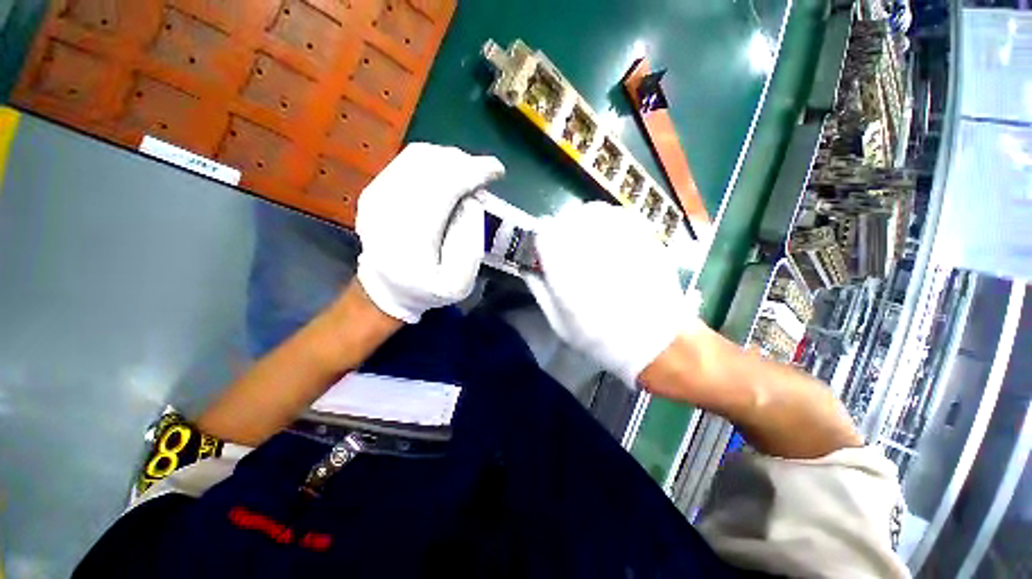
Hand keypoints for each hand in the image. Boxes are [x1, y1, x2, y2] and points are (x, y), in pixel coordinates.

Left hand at [356, 143, 504, 322]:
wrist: (387, 289)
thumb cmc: (427, 290)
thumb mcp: (458, 284)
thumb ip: (470, 245)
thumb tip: (472, 201)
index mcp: (410, 239)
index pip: (444, 187)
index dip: (474, 172)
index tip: (497, 172)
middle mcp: (386, 210)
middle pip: (431, 166)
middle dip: (465, 163)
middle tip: (484, 175)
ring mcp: (375, 196)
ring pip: (418, 157)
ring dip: (450, 159)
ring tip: (469, 174)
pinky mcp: (373, 190)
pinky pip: (407, 161)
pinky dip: (434, 161)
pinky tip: (448, 175)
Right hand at [525, 202, 701, 386]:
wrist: (658, 342)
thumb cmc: (602, 339)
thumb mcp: (560, 323)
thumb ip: (541, 291)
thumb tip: (530, 267)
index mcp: (566, 270)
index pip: (544, 234)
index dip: (541, 241)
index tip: (544, 252)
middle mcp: (591, 248)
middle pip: (566, 218)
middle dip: (560, 231)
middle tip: (566, 249)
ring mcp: (619, 239)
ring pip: (591, 211)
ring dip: (583, 222)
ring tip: (587, 241)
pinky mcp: (642, 236)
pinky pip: (617, 214)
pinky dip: (607, 220)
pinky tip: (609, 237)